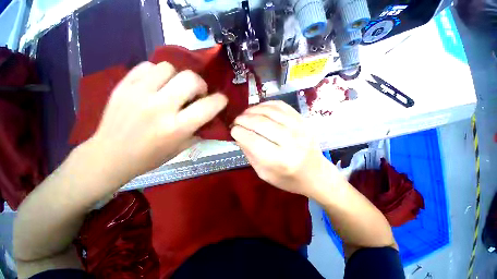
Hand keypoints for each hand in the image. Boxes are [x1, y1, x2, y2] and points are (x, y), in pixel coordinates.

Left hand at [87, 61, 226, 183]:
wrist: (110, 155)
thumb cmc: (151, 156)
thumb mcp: (182, 147)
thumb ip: (198, 129)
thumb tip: (209, 115)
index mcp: (176, 127)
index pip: (208, 106)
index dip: (220, 100)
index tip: (221, 100)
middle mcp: (160, 107)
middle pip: (190, 78)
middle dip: (200, 85)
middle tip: (196, 94)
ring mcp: (139, 93)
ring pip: (169, 68)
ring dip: (177, 78)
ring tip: (173, 89)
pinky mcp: (124, 85)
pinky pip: (148, 66)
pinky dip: (157, 73)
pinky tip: (156, 85)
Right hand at [231, 101, 334, 197]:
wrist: (316, 173)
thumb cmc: (288, 178)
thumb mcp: (264, 173)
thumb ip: (250, 154)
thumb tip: (238, 135)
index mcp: (280, 160)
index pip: (253, 141)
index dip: (238, 133)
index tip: (232, 131)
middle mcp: (290, 142)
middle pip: (260, 123)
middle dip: (242, 120)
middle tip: (236, 121)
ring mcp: (299, 128)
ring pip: (269, 111)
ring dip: (252, 110)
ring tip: (245, 115)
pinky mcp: (302, 120)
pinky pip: (280, 105)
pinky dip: (265, 105)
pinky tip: (258, 109)